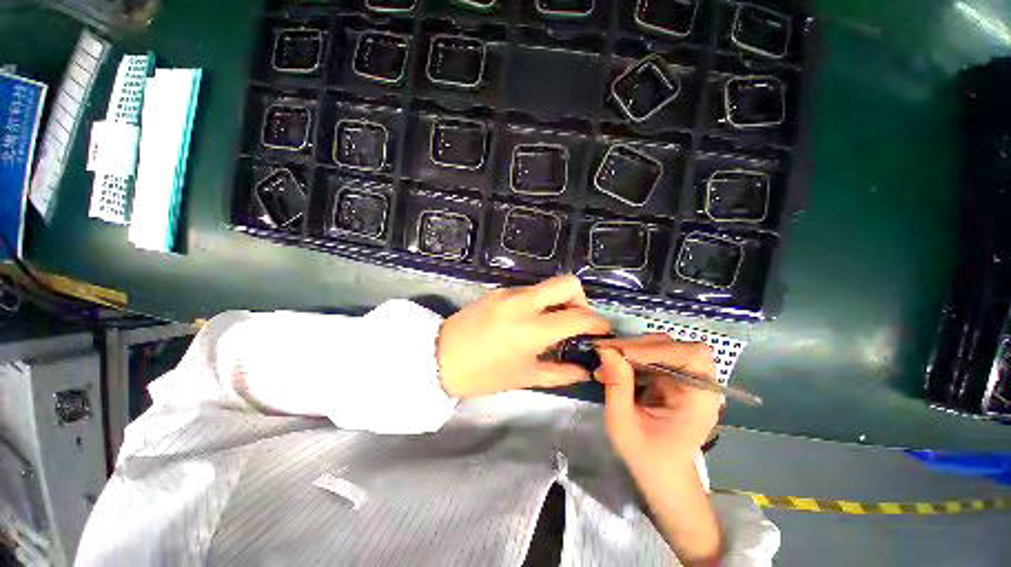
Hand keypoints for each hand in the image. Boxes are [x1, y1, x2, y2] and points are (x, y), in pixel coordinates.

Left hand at [437, 275, 610, 397]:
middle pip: (568, 282)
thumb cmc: (483, 374)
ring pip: (547, 286)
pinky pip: (528, 291)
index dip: (598, 323)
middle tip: (575, 320)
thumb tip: (584, 370)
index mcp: (532, 328)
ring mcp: (509, 292)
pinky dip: (538, 302)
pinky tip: (527, 320)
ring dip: (557, 301)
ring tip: (550, 324)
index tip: (603, 330)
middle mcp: (524, 302)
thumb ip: (560, 373)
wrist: (439, 357)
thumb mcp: (524, 377)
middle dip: (581, 299)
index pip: (579, 317)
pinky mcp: (498, 290)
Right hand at [595, 334, 720, 473]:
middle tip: (606, 353)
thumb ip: (617, 385)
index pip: (690, 355)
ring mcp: (684, 378)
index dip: (656, 349)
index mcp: (700, 398)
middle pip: (673, 345)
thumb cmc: (647, 458)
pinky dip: (629, 358)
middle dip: (637, 346)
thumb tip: (606, 349)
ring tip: (605, 362)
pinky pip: (650, 356)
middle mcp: (698, 383)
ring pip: (658, 347)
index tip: (620, 354)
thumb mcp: (623, 424)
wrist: (661, 476)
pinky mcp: (671, 378)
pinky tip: (612, 368)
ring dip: (630, 350)